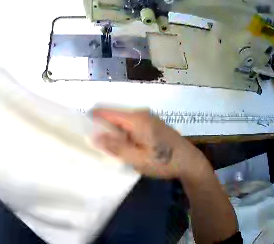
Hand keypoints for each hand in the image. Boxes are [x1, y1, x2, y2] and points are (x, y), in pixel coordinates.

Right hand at [93, 109, 207, 178]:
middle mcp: (140, 113)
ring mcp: (147, 118)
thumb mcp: (137, 159)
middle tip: (100, 150)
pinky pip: (131, 126)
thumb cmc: (163, 161)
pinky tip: (128, 149)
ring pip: (122, 123)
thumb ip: (115, 147)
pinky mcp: (152, 124)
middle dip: (104, 131)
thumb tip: (93, 135)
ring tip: (114, 152)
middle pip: (113, 117)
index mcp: (136, 119)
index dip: (92, 120)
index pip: (105, 112)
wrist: (188, 161)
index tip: (85, 134)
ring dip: (115, 135)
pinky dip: (125, 136)